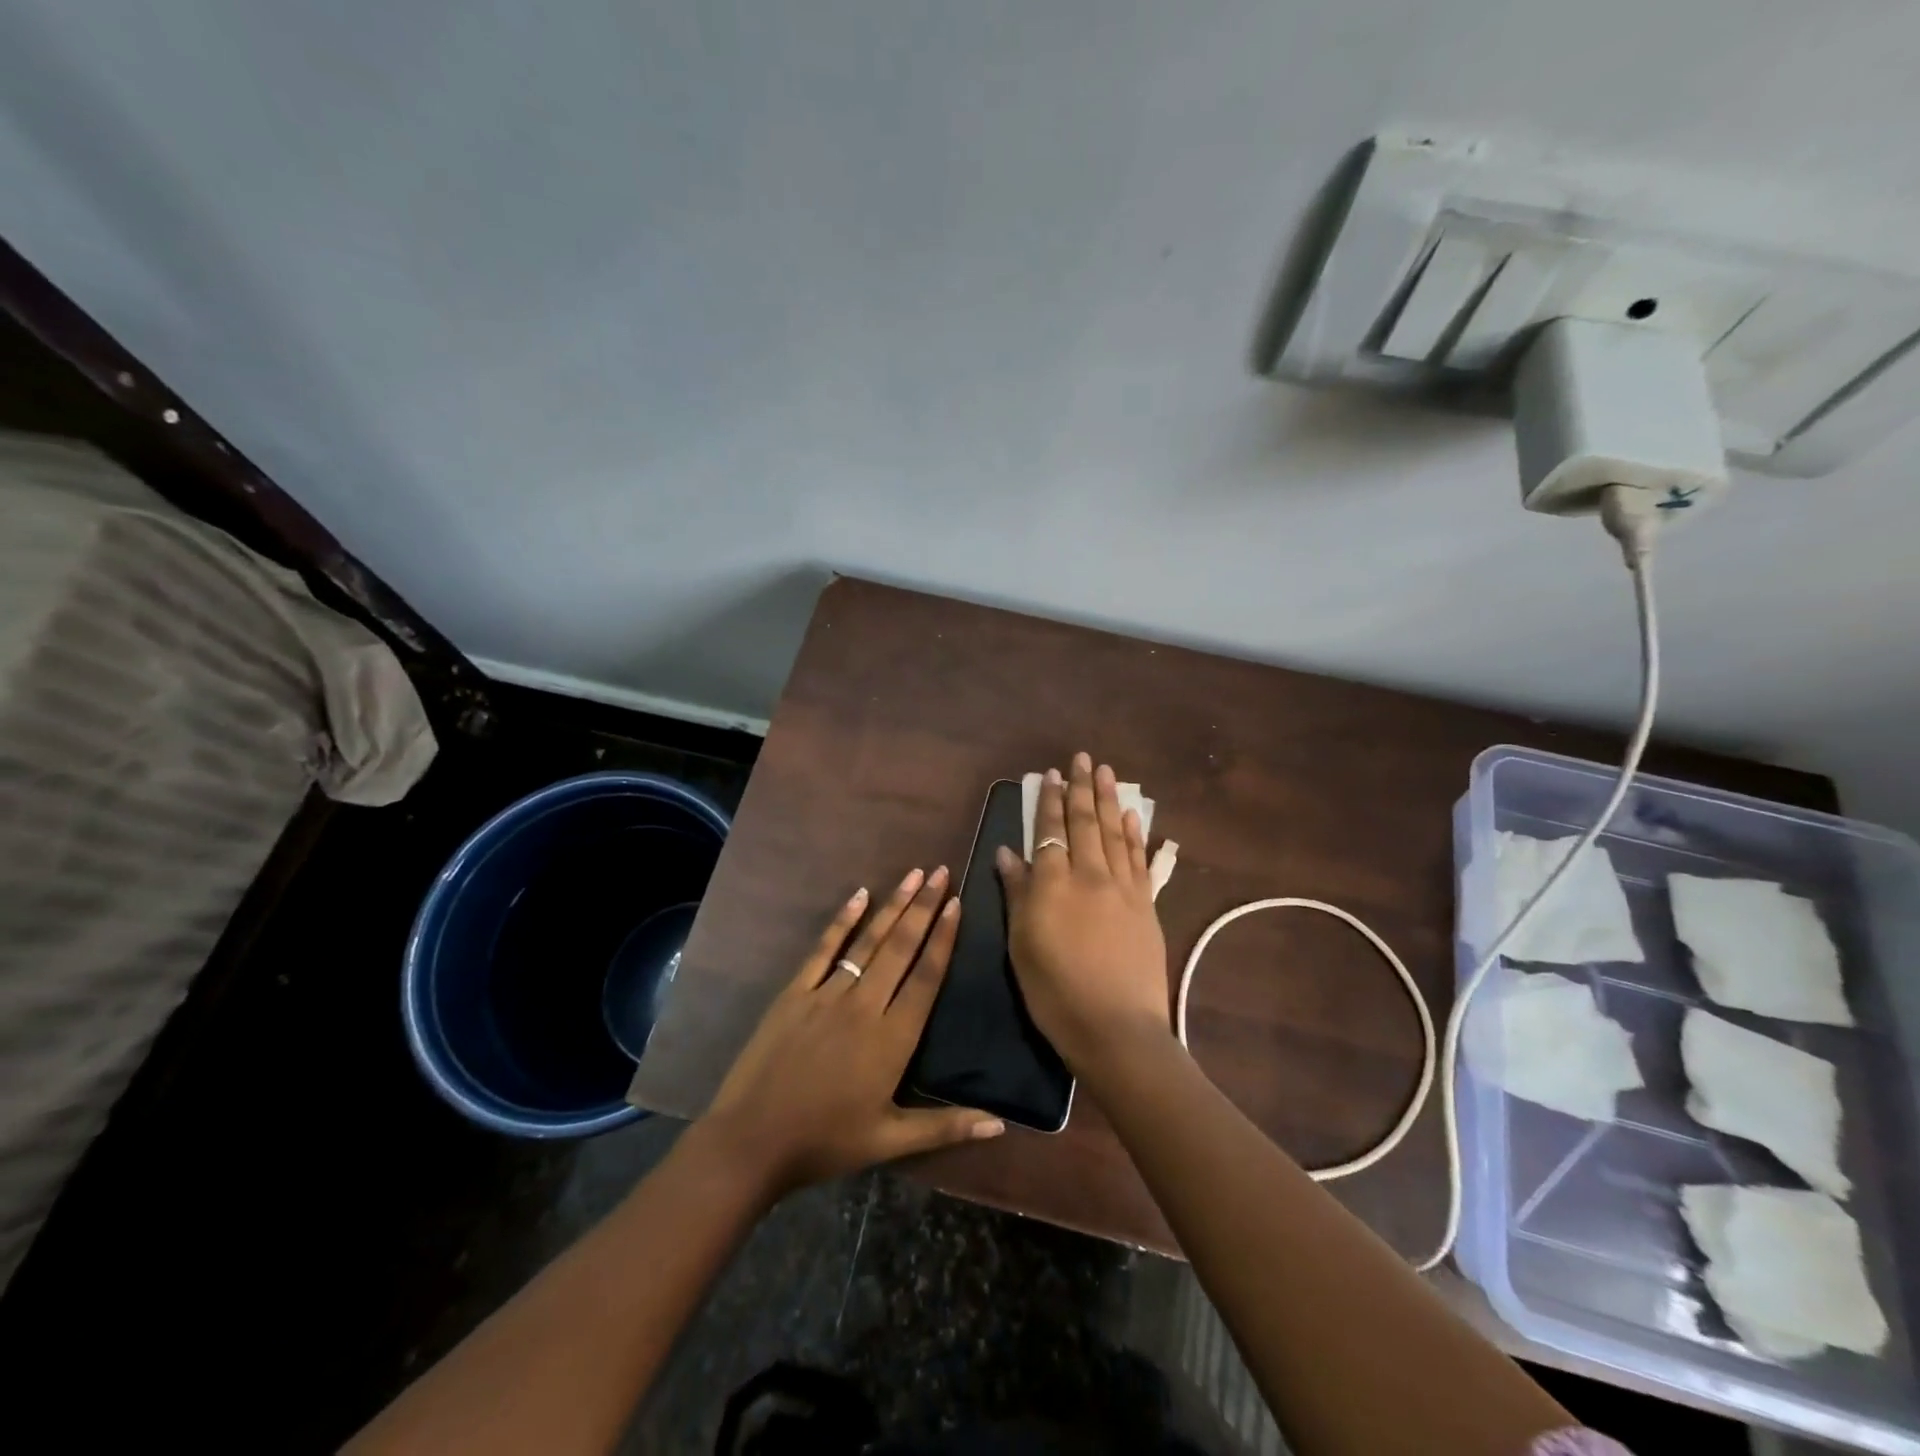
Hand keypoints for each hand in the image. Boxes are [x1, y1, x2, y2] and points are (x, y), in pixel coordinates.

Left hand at [699, 866, 1004, 1199]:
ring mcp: (827, 994)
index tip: (957, 904)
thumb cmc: (825, 1142)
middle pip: (901, 948)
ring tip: (913, 874)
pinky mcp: (795, 992)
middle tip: (941, 872)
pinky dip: (843, 921)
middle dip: (924, 907)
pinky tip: (859, 896)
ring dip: (893, 906)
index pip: (927, 977)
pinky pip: (824, 949)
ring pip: (869, 941)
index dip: (944, 938)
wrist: (752, 1142)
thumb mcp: (890, 1141)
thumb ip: (946, 1127)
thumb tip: (1001, 1126)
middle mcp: (865, 1005)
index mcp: (893, 1038)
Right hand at [995, 753, 1171, 1070]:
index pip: (1051, 833)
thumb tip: (1008, 852)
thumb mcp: (1021, 945)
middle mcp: (1090, 876)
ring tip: (1106, 772)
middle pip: (1085, 824)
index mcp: (1054, 885)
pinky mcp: (1146, 906)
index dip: (1050, 802)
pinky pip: (1140, 860)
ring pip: (1114, 834)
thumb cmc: (1055, 992)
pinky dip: (1135, 834)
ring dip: (1109, 800)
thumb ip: (1017, 894)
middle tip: (1082, 758)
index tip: (1050, 774)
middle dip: (1081, 789)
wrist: (1116, 1029)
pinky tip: (1132, 816)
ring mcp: (1123, 889)